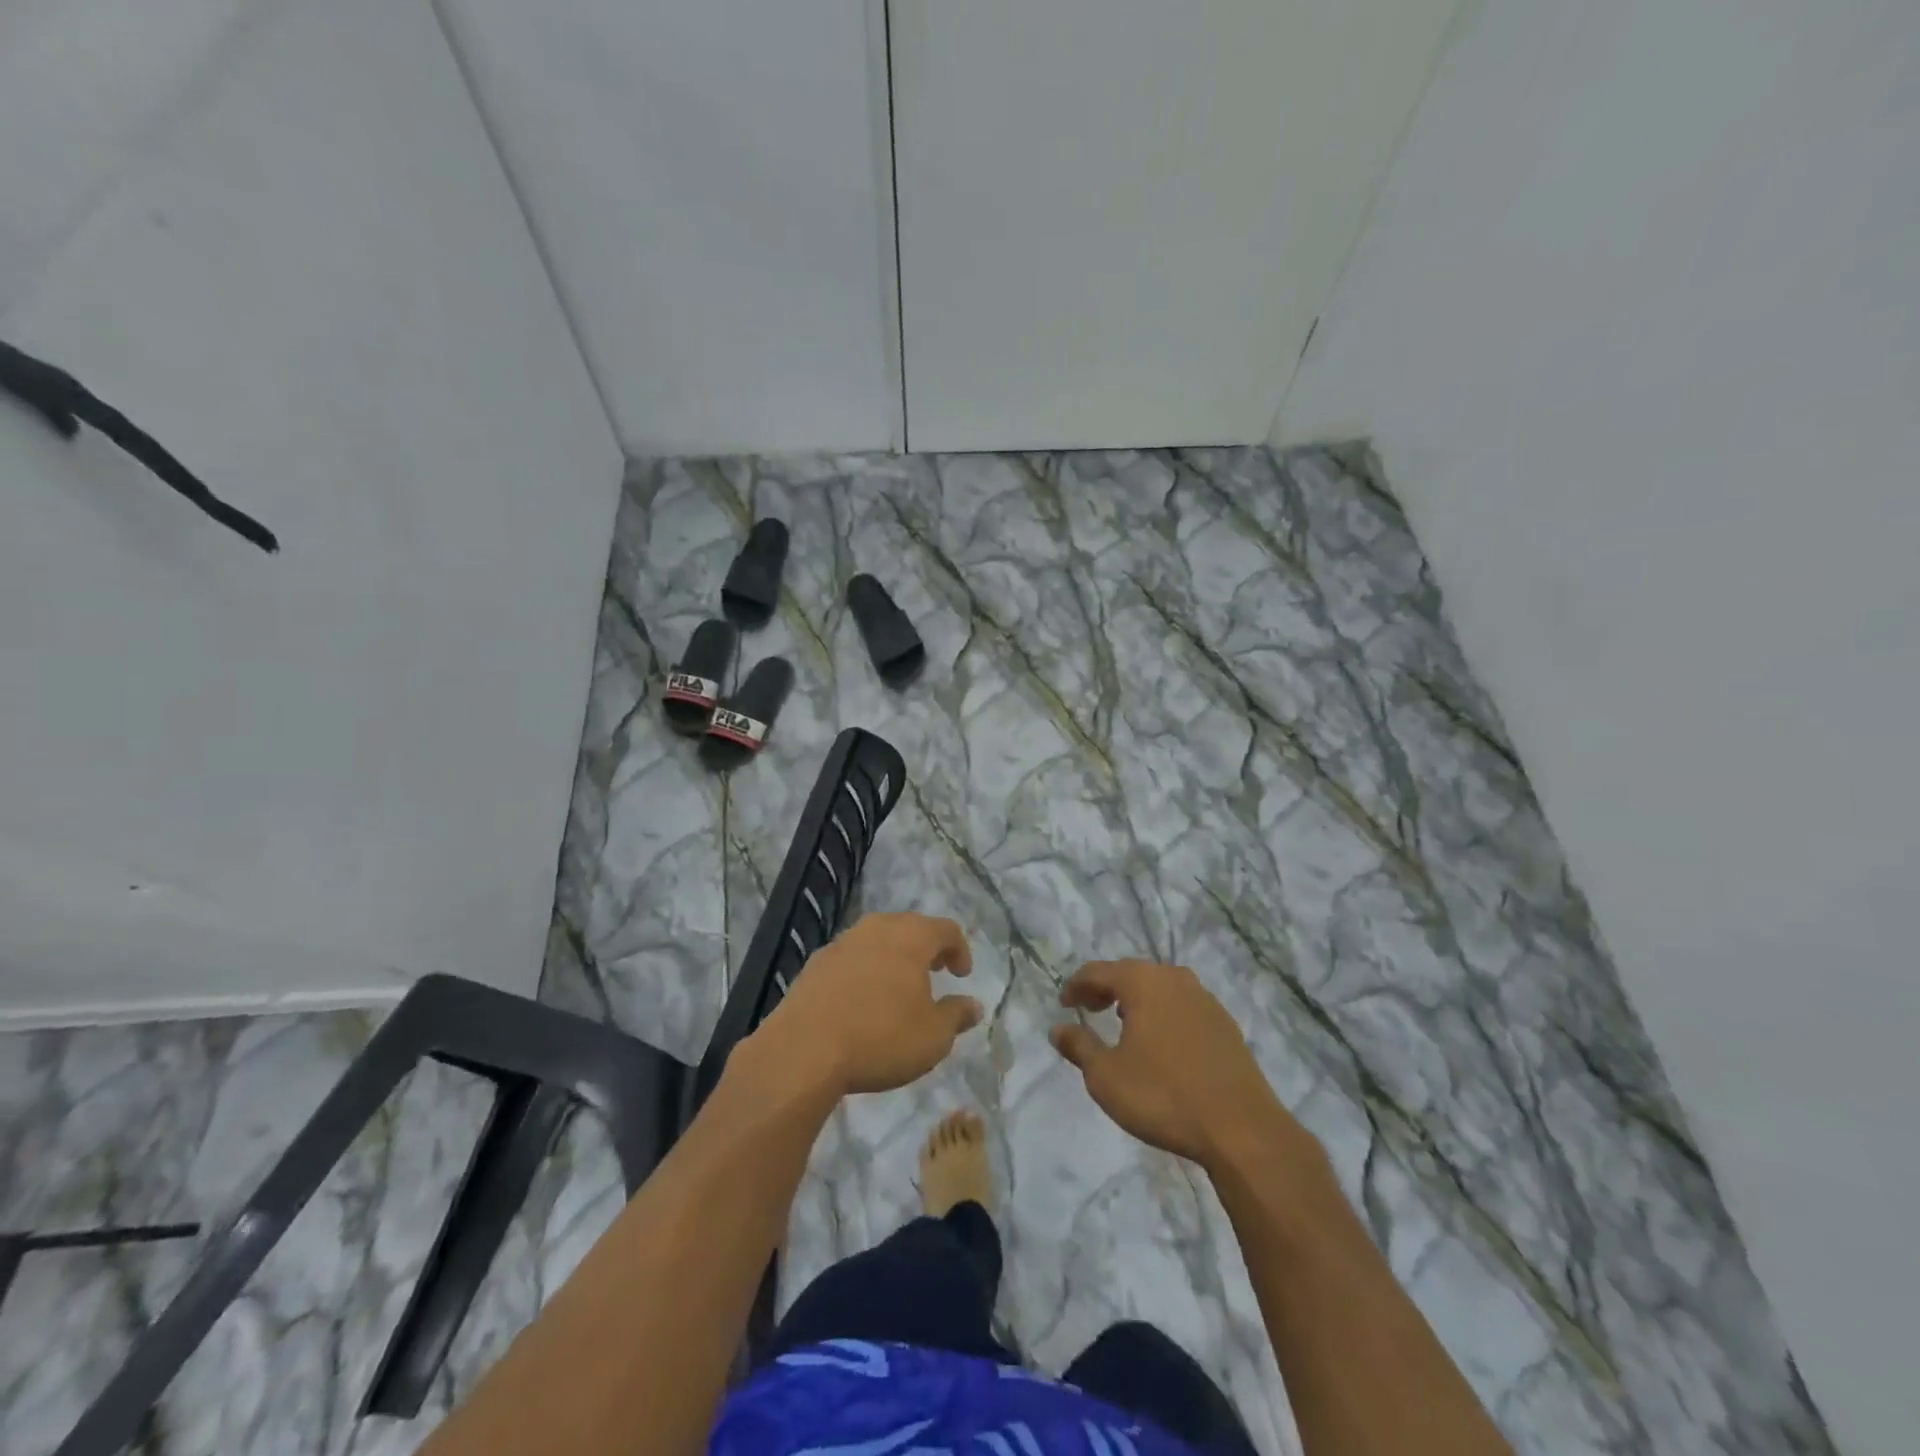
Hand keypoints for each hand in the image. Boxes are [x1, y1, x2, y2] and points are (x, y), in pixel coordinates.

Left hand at [756, 912, 980, 1096]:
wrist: (803, 1050)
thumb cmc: (881, 1038)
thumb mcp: (933, 1037)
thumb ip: (956, 1016)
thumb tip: (973, 1005)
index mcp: (911, 937)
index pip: (945, 930)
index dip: (959, 949)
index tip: (961, 975)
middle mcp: (877, 929)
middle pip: (909, 927)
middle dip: (926, 948)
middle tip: (934, 973)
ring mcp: (841, 943)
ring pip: (877, 940)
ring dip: (892, 958)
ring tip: (897, 988)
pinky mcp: (814, 963)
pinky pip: (850, 958)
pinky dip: (864, 971)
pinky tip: (861, 1001)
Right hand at [1051, 959, 1316, 1171]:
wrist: (1241, 1129)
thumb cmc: (1163, 1096)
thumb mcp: (1106, 1076)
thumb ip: (1079, 1046)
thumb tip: (1058, 1029)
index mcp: (1143, 982)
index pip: (1099, 971)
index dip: (1076, 985)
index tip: (1063, 1004)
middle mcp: (1175, 979)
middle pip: (1131, 974)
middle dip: (1106, 989)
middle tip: (1089, 1009)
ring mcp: (1205, 1000)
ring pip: (1160, 988)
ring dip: (1137, 1000)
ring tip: (1122, 1023)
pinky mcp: (1226, 1024)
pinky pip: (1182, 1007)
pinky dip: (1163, 1014)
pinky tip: (1160, 1042)